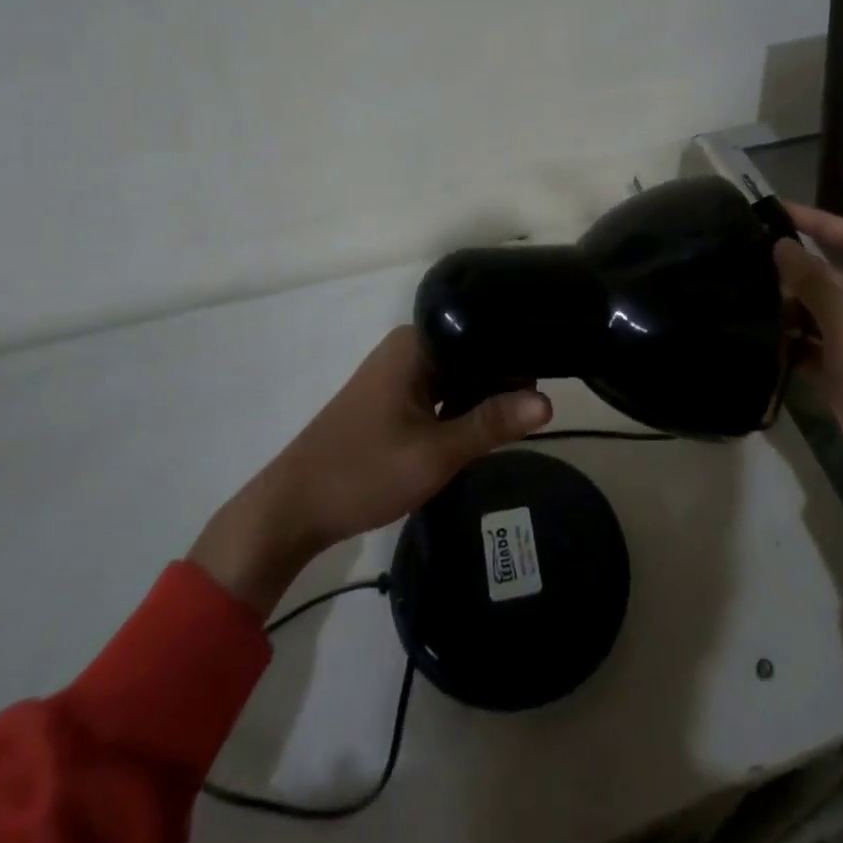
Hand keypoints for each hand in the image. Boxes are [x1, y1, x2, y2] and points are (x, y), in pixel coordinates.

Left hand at [189, 326, 552, 613]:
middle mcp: (408, 348)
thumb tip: (549, 402)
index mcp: (416, 344)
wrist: (292, 510)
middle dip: (503, 377)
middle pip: (472, 352)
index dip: (517, 353)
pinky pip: (442, 391)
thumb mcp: (436, 452)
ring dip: (483, 395)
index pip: (483, 333)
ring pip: (459, 374)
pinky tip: (486, 426)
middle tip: (540, 404)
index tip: (550, 374)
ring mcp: (399, 372)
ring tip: (523, 414)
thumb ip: (493, 423)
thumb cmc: (364, 472)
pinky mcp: (394, 397)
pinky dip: (462, 407)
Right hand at [776, 203, 842, 574]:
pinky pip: (807, 341)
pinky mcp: (838, 367)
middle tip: (743, 252)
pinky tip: (756, 333)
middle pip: (826, 271)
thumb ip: (813, 282)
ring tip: (740, 290)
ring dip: (784, 302)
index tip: (773, 210)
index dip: (814, 219)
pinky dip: (786, 338)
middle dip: (790, 264)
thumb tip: (781, 244)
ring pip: (813, 307)